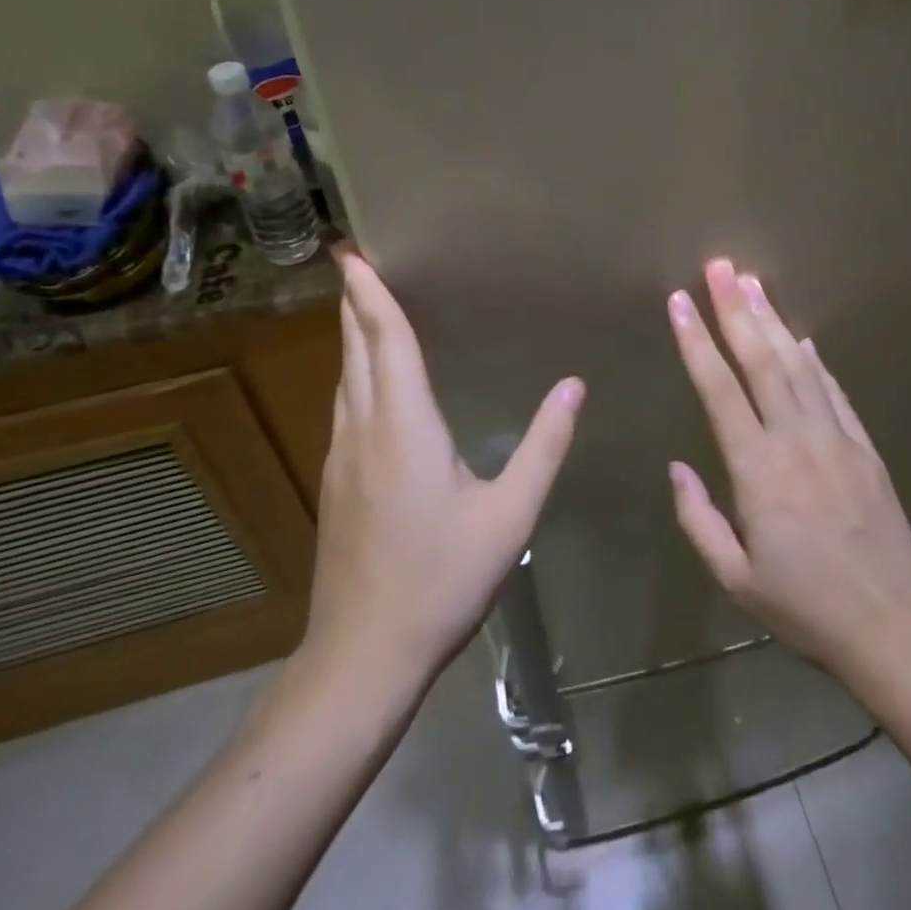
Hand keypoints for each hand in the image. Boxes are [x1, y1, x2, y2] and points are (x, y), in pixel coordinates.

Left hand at [301, 248, 583, 682]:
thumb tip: (574, 386)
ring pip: (344, 378)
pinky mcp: (336, 483)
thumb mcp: (509, 516)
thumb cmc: (441, 580)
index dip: (371, 294)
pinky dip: (355, 373)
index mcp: (404, 425)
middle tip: (356, 264)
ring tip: (364, 308)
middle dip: (355, 303)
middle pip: (356, 350)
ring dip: (352, 337)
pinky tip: (369, 382)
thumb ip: (544, 447)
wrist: (362, 657)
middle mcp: (364, 429)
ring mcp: (341, 457)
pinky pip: (344, 406)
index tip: (353, 252)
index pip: (386, 341)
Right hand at [665, 259, 910, 679]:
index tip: (680, 302)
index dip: (696, 341)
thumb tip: (678, 467)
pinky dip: (814, 360)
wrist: (893, 626)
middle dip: (735, 308)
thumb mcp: (735, 579)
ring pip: (798, 364)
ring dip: (773, 320)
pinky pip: (833, 390)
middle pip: (761, 360)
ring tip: (753, 281)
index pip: (719, 390)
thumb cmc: (805, 607)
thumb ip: (699, 519)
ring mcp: (836, 438)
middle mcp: (796, 440)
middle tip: (719, 266)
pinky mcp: (864, 446)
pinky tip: (801, 336)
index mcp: (758, 471)